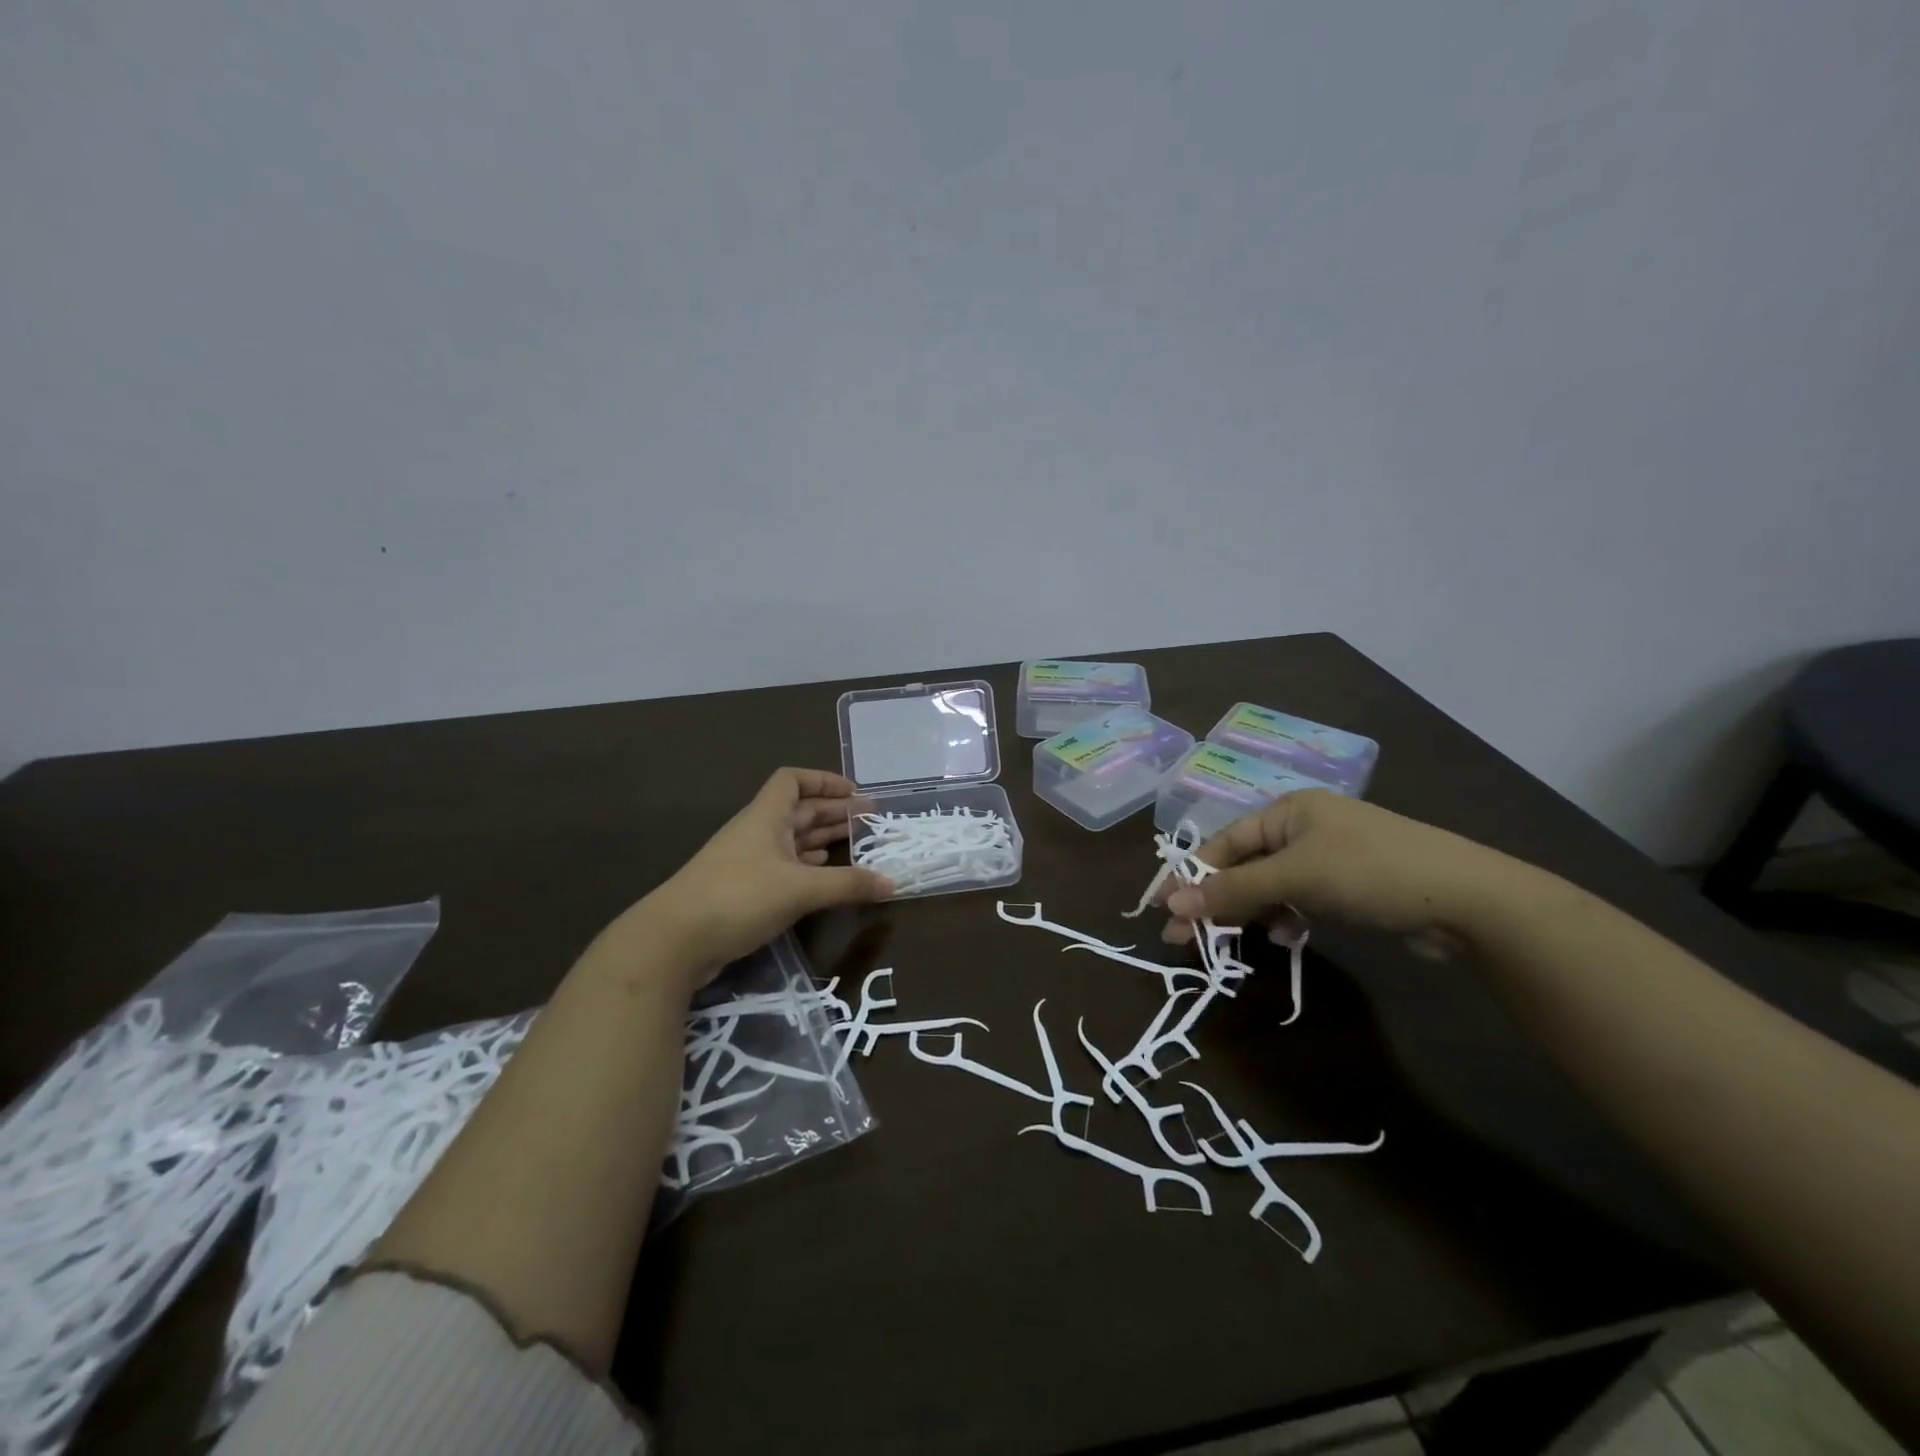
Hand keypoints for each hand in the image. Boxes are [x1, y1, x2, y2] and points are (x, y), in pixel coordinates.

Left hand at [618, 769, 890, 985]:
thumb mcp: (800, 889)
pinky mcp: (743, 892)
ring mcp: (747, 863)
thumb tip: (893, 883)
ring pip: (792, 841)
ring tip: (856, 846)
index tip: (855, 793)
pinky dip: (808, 868)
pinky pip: (784, 869)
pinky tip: (825, 877)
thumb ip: (848, 885)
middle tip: (871, 821)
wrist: (672, 942)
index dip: (824, 780)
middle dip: (834, 813)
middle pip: (799, 811)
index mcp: (766, 817)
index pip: (792, 780)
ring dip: (823, 840)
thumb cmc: (738, 897)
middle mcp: (757, 833)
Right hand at [1161, 790, 1524, 960]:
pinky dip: (1285, 919)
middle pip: (1244, 866)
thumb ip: (1234, 891)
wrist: (1468, 901)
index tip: (1163, 908)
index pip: (1224, 843)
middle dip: (1215, 899)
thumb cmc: (1370, 872)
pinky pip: (1299, 901)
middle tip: (1183, 938)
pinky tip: (1283, 938)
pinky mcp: (1349, 888)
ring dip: (1249, 913)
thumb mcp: (1295, 878)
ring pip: (1271, 887)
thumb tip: (1172, 906)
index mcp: (1288, 811)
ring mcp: (1329, 859)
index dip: (1192, 875)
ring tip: (1231, 943)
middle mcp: (1304, 829)